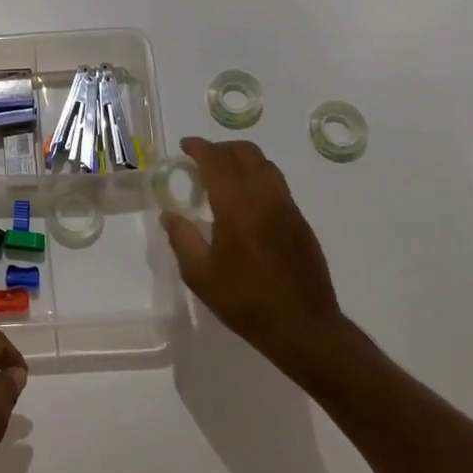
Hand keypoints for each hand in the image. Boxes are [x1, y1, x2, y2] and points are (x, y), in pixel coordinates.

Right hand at [161, 137, 363, 383]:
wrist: (303, 326)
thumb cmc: (244, 301)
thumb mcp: (200, 275)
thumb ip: (182, 238)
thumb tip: (170, 215)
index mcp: (237, 207)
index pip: (217, 161)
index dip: (199, 147)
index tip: (184, 146)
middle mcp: (265, 198)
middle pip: (246, 153)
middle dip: (221, 148)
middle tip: (201, 159)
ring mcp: (288, 208)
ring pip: (266, 166)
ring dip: (242, 160)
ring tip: (223, 176)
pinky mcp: (300, 222)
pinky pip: (277, 185)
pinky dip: (257, 178)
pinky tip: (245, 202)